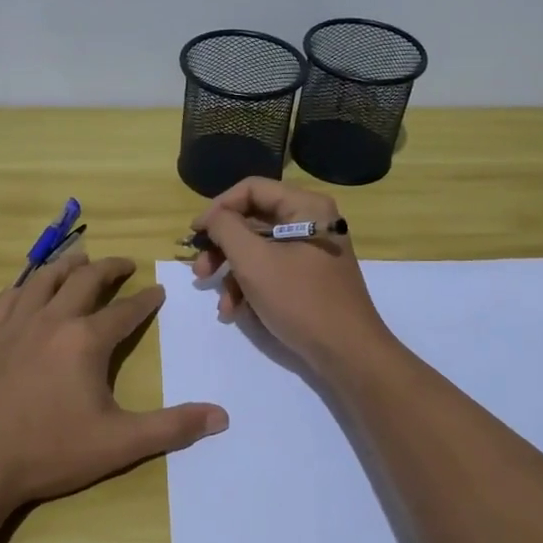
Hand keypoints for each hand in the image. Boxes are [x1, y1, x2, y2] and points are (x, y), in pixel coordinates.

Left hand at [0, 252, 227, 516]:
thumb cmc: (48, 452)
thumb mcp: (118, 443)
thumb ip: (171, 427)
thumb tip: (221, 417)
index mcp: (85, 340)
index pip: (125, 311)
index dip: (146, 299)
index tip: (157, 290)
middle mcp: (51, 320)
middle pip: (84, 280)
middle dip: (109, 268)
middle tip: (124, 263)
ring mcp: (13, 325)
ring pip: (43, 279)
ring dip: (66, 265)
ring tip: (79, 258)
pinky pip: (7, 298)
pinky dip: (24, 286)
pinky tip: (27, 289)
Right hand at [190, 178, 391, 373]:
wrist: (347, 352)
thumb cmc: (300, 299)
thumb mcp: (253, 261)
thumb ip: (226, 229)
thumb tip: (212, 218)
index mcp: (305, 206)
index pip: (251, 189)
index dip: (218, 208)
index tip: (195, 234)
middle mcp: (310, 221)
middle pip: (252, 221)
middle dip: (222, 248)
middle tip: (200, 272)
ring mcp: (310, 251)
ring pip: (258, 250)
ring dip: (232, 275)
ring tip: (221, 302)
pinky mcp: (308, 278)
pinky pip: (271, 271)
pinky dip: (250, 288)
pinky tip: (235, 312)